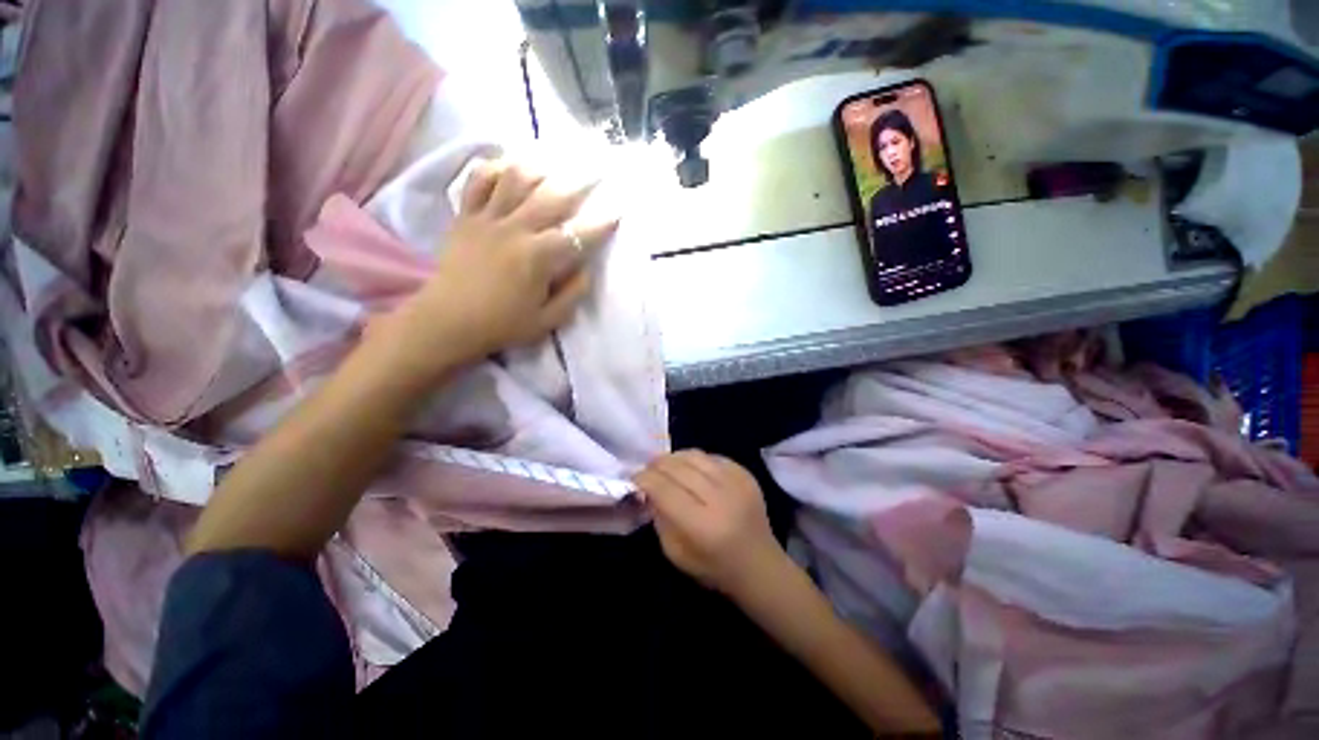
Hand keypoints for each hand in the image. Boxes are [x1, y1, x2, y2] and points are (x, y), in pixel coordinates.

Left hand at [379, 160, 617, 380]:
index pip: (576, 235)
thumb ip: (572, 294)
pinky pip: (477, 181)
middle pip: (551, 197)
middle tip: (595, 171)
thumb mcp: (547, 320)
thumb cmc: (502, 324)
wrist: (448, 321)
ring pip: (514, 179)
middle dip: (578, 183)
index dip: (600, 224)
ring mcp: (487, 219)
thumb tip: (587, 269)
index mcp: (537, 257)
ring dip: (538, 168)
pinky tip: (507, 165)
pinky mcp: (466, 217)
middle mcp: (515, 230)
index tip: (615, 213)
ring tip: (553, 163)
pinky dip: (493, 168)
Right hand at [634, 451, 787, 597]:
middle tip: (647, 467)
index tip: (634, 477)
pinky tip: (690, 467)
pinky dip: (696, 459)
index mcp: (702, 526)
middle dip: (657, 464)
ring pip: (696, 456)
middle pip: (679, 468)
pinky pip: (713, 457)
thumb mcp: (677, 554)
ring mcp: (737, 483)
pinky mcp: (746, 475)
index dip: (645, 479)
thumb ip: (660, 519)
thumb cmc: (714, 567)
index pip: (665, 490)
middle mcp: (721, 499)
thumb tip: (649, 489)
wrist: (760, 565)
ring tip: (665, 463)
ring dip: (675, 457)